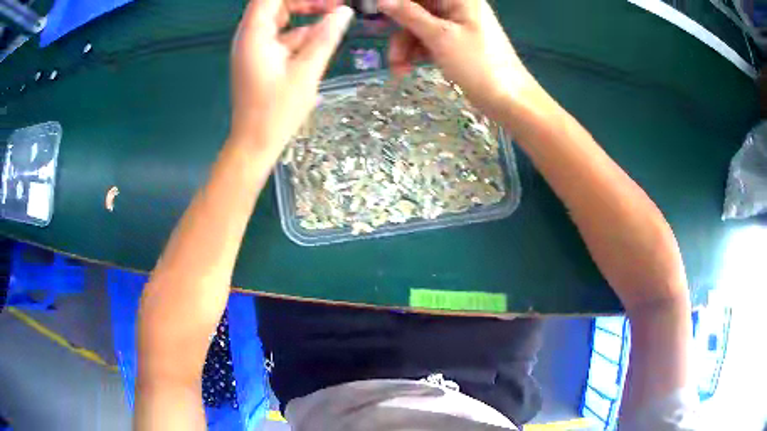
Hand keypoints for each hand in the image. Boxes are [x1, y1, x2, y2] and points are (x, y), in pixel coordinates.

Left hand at [230, 0, 352, 157]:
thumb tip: (344, 12)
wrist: (255, 143)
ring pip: (280, 19)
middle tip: (335, 4)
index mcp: (254, 35)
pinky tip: (322, 37)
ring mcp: (255, 48)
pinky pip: (282, 36)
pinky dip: (301, 33)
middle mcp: (250, 36)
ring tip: (335, 15)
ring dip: (306, 14)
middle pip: (275, 4)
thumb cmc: (276, 111)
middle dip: (305, 1)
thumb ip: (325, 38)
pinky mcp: (262, 59)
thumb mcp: (305, 72)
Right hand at [378, 0, 540, 119]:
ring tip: (398, 69)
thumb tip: (382, 0)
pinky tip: (407, 68)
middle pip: (417, 8)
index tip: (379, 13)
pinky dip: (417, 52)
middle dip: (400, 29)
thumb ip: (409, 15)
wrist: (508, 99)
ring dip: (405, 45)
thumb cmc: (478, 64)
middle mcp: (457, 7)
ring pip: (420, 26)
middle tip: (387, 47)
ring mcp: (457, 25)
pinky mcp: (456, 42)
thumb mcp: (440, 37)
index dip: (398, 3)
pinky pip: (429, 40)